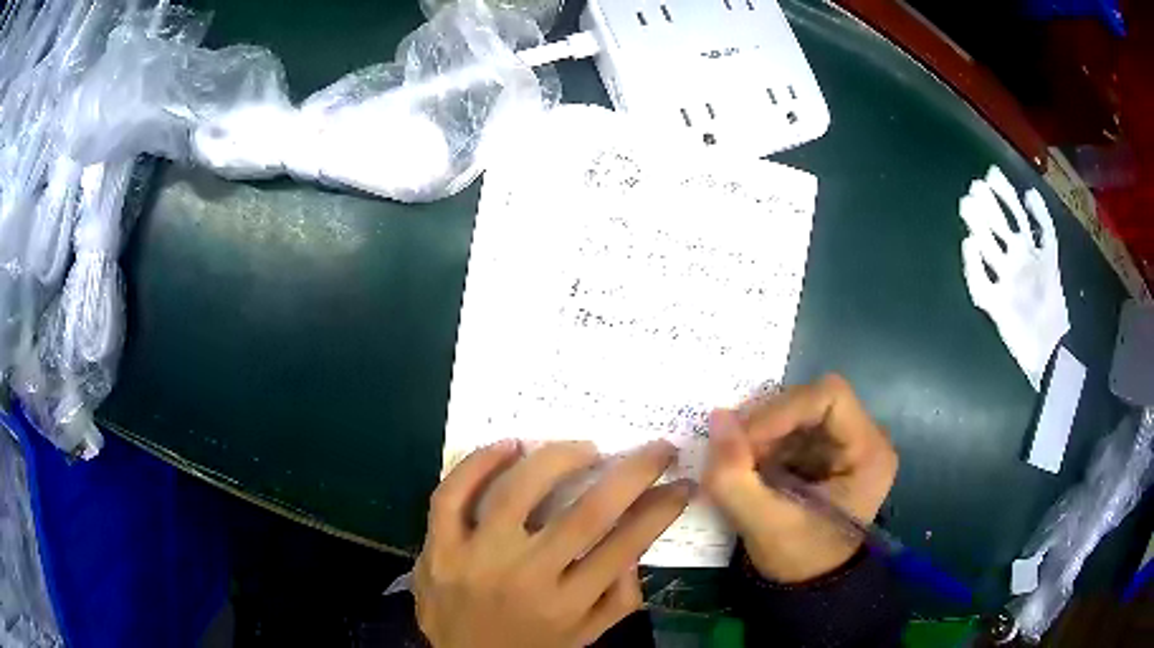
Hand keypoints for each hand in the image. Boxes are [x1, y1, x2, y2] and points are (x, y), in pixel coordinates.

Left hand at [414, 440, 691, 647]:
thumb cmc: (531, 646)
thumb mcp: (587, 635)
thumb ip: (619, 596)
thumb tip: (638, 538)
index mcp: (566, 605)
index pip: (625, 545)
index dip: (661, 508)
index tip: (679, 482)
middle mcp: (525, 577)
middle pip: (587, 513)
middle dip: (634, 471)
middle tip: (655, 449)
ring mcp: (475, 558)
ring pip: (517, 491)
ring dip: (559, 457)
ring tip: (585, 447)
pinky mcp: (437, 546)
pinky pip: (451, 494)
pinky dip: (478, 462)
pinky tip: (509, 446)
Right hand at [703, 375, 897, 582]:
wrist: (809, 587)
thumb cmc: (799, 560)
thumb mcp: (763, 525)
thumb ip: (733, 476)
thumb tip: (717, 417)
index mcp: (869, 452)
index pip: (829, 396)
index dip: (782, 410)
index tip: (743, 439)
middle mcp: (865, 437)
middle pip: (811, 400)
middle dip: (767, 423)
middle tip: (733, 451)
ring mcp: (845, 443)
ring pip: (797, 411)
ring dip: (761, 432)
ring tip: (739, 463)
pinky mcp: (825, 452)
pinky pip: (790, 428)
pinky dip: (763, 441)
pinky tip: (750, 466)